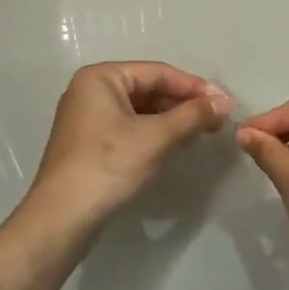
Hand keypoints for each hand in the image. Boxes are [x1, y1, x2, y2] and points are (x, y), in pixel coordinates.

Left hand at [22, 62, 232, 235]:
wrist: (62, 218)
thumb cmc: (108, 166)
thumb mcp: (156, 137)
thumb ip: (192, 115)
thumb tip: (226, 101)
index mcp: (101, 77)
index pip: (157, 72)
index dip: (194, 86)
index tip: (225, 102)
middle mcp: (90, 89)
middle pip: (147, 88)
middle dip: (183, 103)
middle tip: (217, 118)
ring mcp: (87, 116)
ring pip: (139, 109)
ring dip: (171, 118)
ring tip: (202, 131)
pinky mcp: (89, 142)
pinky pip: (128, 126)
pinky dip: (154, 132)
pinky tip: (175, 143)